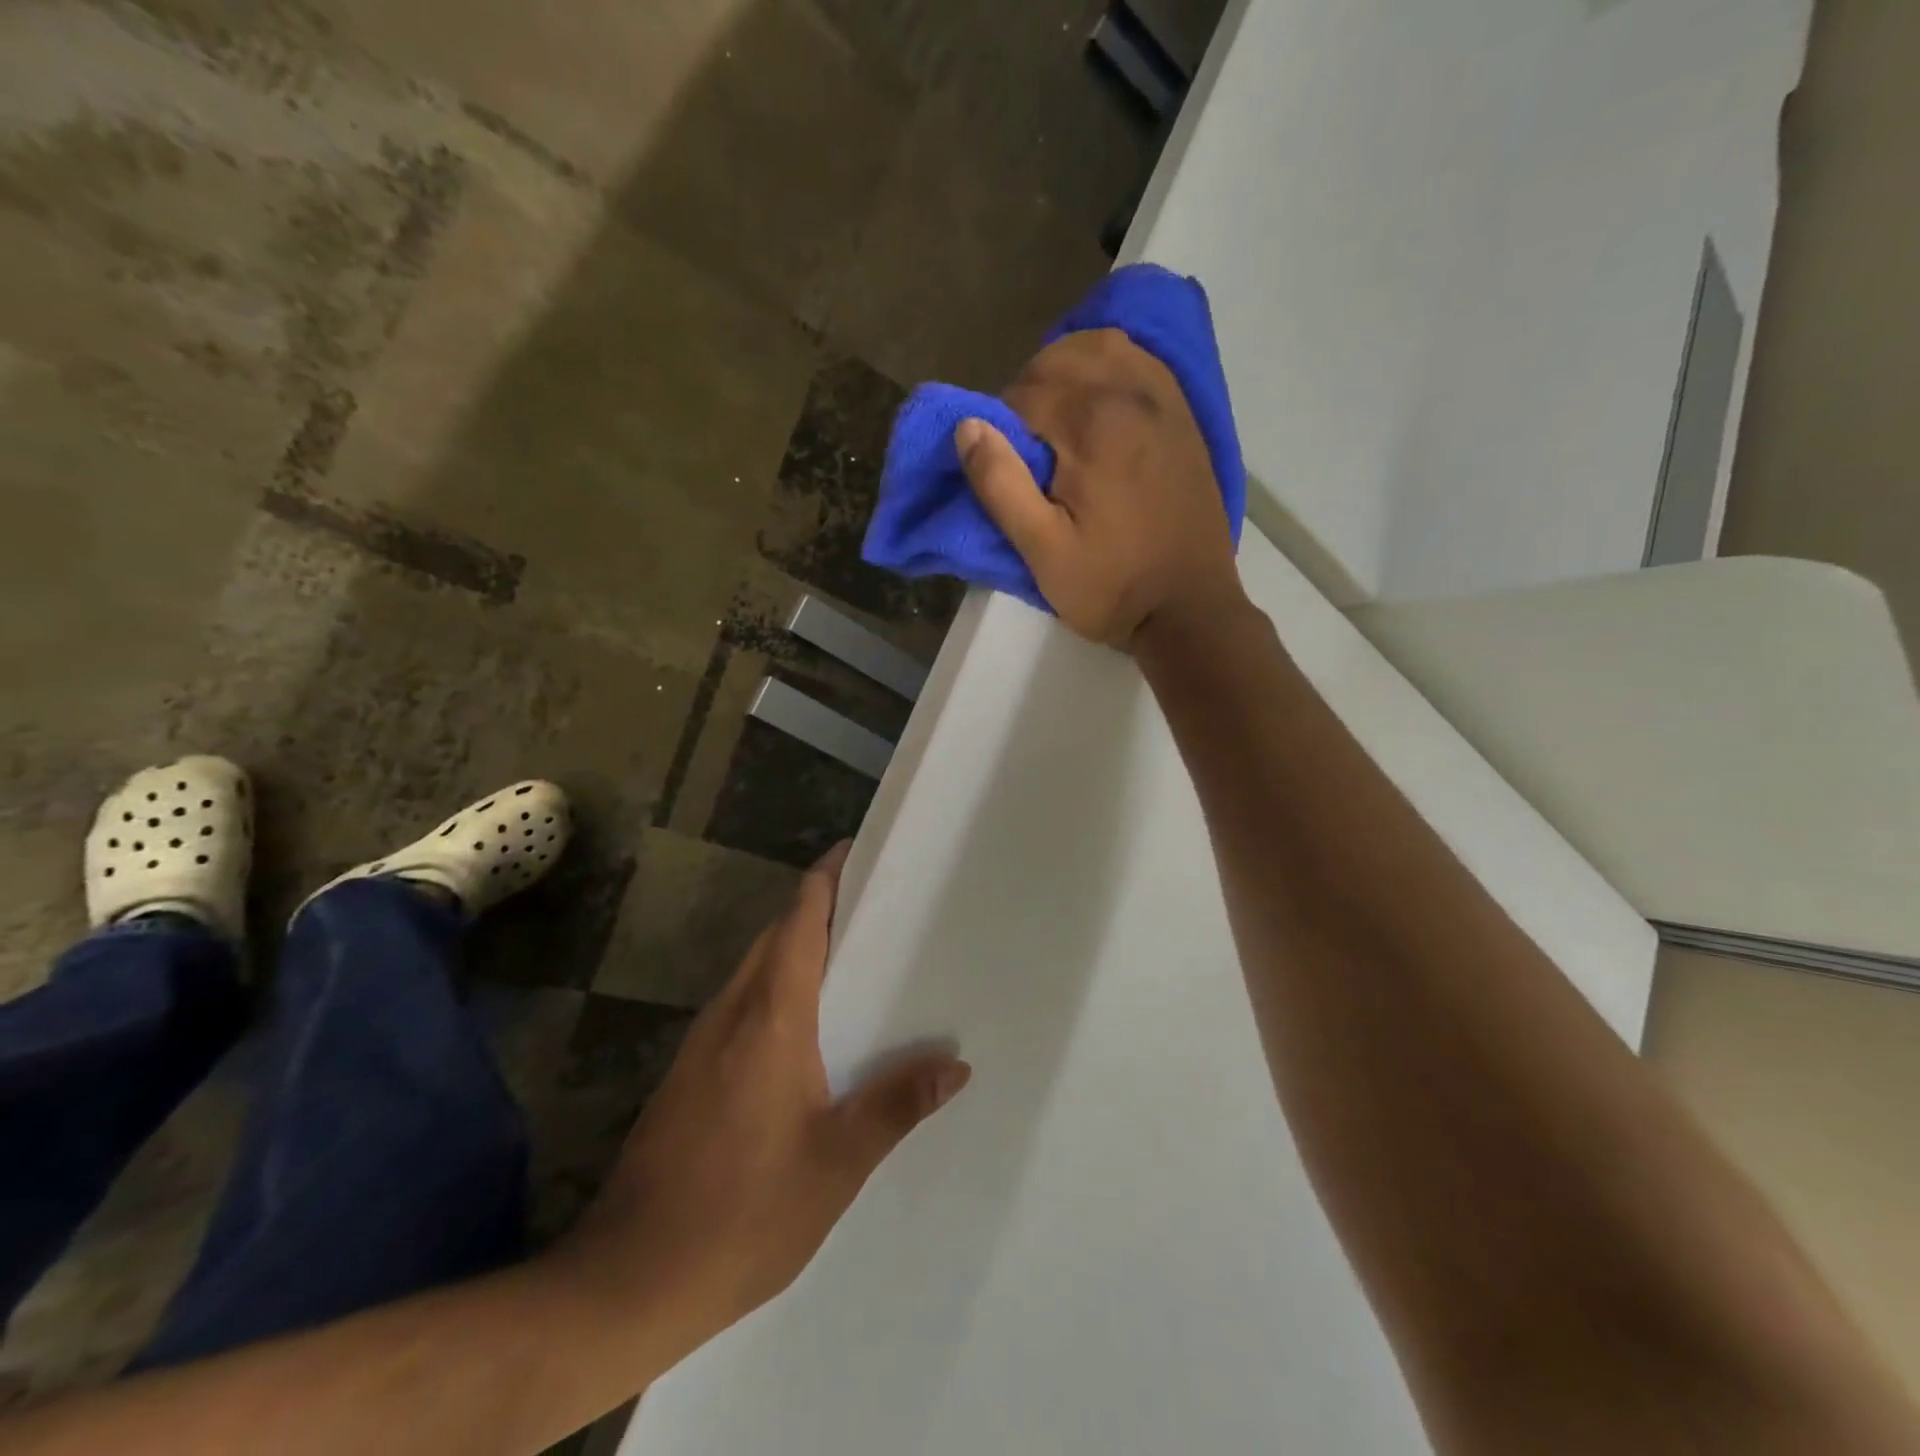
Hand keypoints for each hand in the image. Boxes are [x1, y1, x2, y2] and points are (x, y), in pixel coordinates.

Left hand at [556, 844, 969, 1363]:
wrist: (627, 1281)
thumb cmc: (742, 1214)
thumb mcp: (835, 1164)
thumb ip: (896, 1106)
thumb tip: (956, 1064)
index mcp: (769, 1020)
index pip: (798, 924)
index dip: (824, 880)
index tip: (856, 852)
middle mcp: (731, 1015)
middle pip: (775, 937)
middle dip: (817, 908)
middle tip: (875, 905)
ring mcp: (702, 1044)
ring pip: (755, 969)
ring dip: (796, 948)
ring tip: (852, 957)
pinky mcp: (689, 1073)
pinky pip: (742, 1004)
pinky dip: (777, 987)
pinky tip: (807, 1025)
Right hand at [958, 327, 1245, 646]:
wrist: (1190, 608)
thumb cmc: (1112, 587)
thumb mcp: (1042, 551)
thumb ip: (1002, 485)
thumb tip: (967, 424)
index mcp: (1095, 426)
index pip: (1027, 392)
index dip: (1000, 422)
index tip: (1001, 463)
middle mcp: (1134, 395)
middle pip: (1063, 358)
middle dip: (1029, 388)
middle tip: (1022, 440)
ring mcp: (1167, 402)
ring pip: (1106, 346)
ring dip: (1068, 367)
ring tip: (1055, 414)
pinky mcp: (1186, 417)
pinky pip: (1143, 362)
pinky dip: (1110, 367)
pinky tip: (1098, 400)